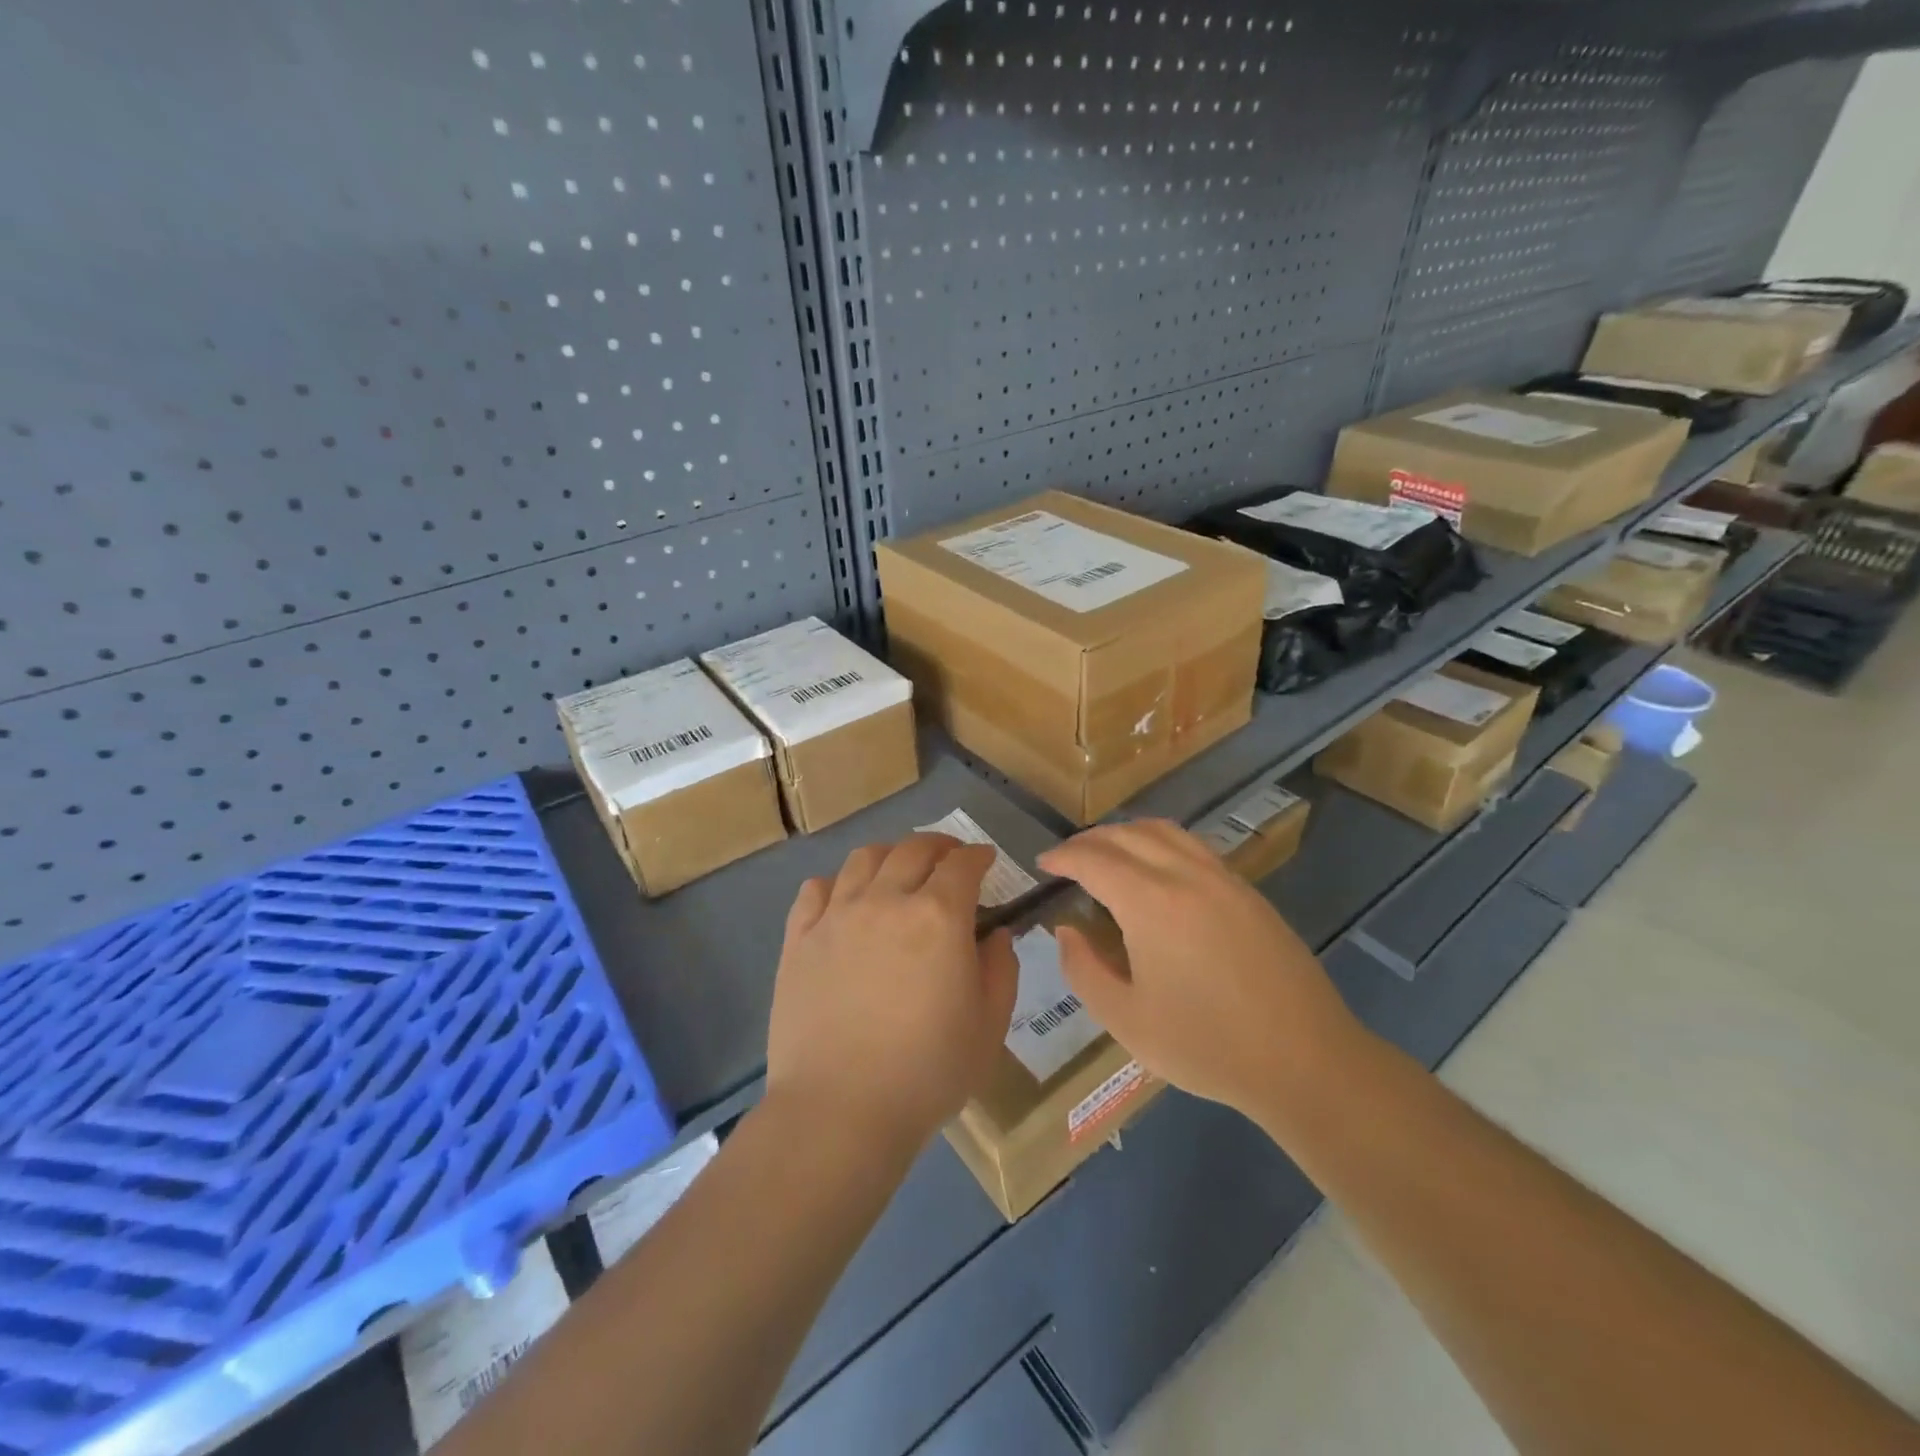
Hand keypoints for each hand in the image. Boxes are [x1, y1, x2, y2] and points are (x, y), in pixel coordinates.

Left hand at [766, 834, 1019, 1150]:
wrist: (840, 1109)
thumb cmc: (927, 1071)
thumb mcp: (989, 1026)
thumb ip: (1000, 970)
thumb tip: (996, 934)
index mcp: (938, 916)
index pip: (962, 865)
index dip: (978, 856)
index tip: (985, 860)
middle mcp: (886, 900)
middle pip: (913, 849)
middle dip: (939, 846)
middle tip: (949, 858)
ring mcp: (837, 916)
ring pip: (864, 859)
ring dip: (890, 854)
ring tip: (898, 869)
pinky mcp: (799, 938)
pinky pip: (815, 889)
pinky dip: (837, 883)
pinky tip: (845, 898)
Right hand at [1036, 820, 1364, 1124]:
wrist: (1305, 1060)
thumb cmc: (1206, 1045)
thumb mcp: (1126, 1020)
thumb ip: (1084, 970)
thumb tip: (1066, 931)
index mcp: (1150, 902)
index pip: (1094, 859)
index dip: (1063, 856)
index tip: (1043, 863)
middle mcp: (1185, 875)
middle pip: (1128, 835)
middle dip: (1091, 840)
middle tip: (1068, 858)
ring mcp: (1223, 879)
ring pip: (1165, 832)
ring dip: (1128, 833)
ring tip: (1108, 854)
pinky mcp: (1249, 893)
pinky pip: (1194, 847)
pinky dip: (1162, 843)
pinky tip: (1158, 871)